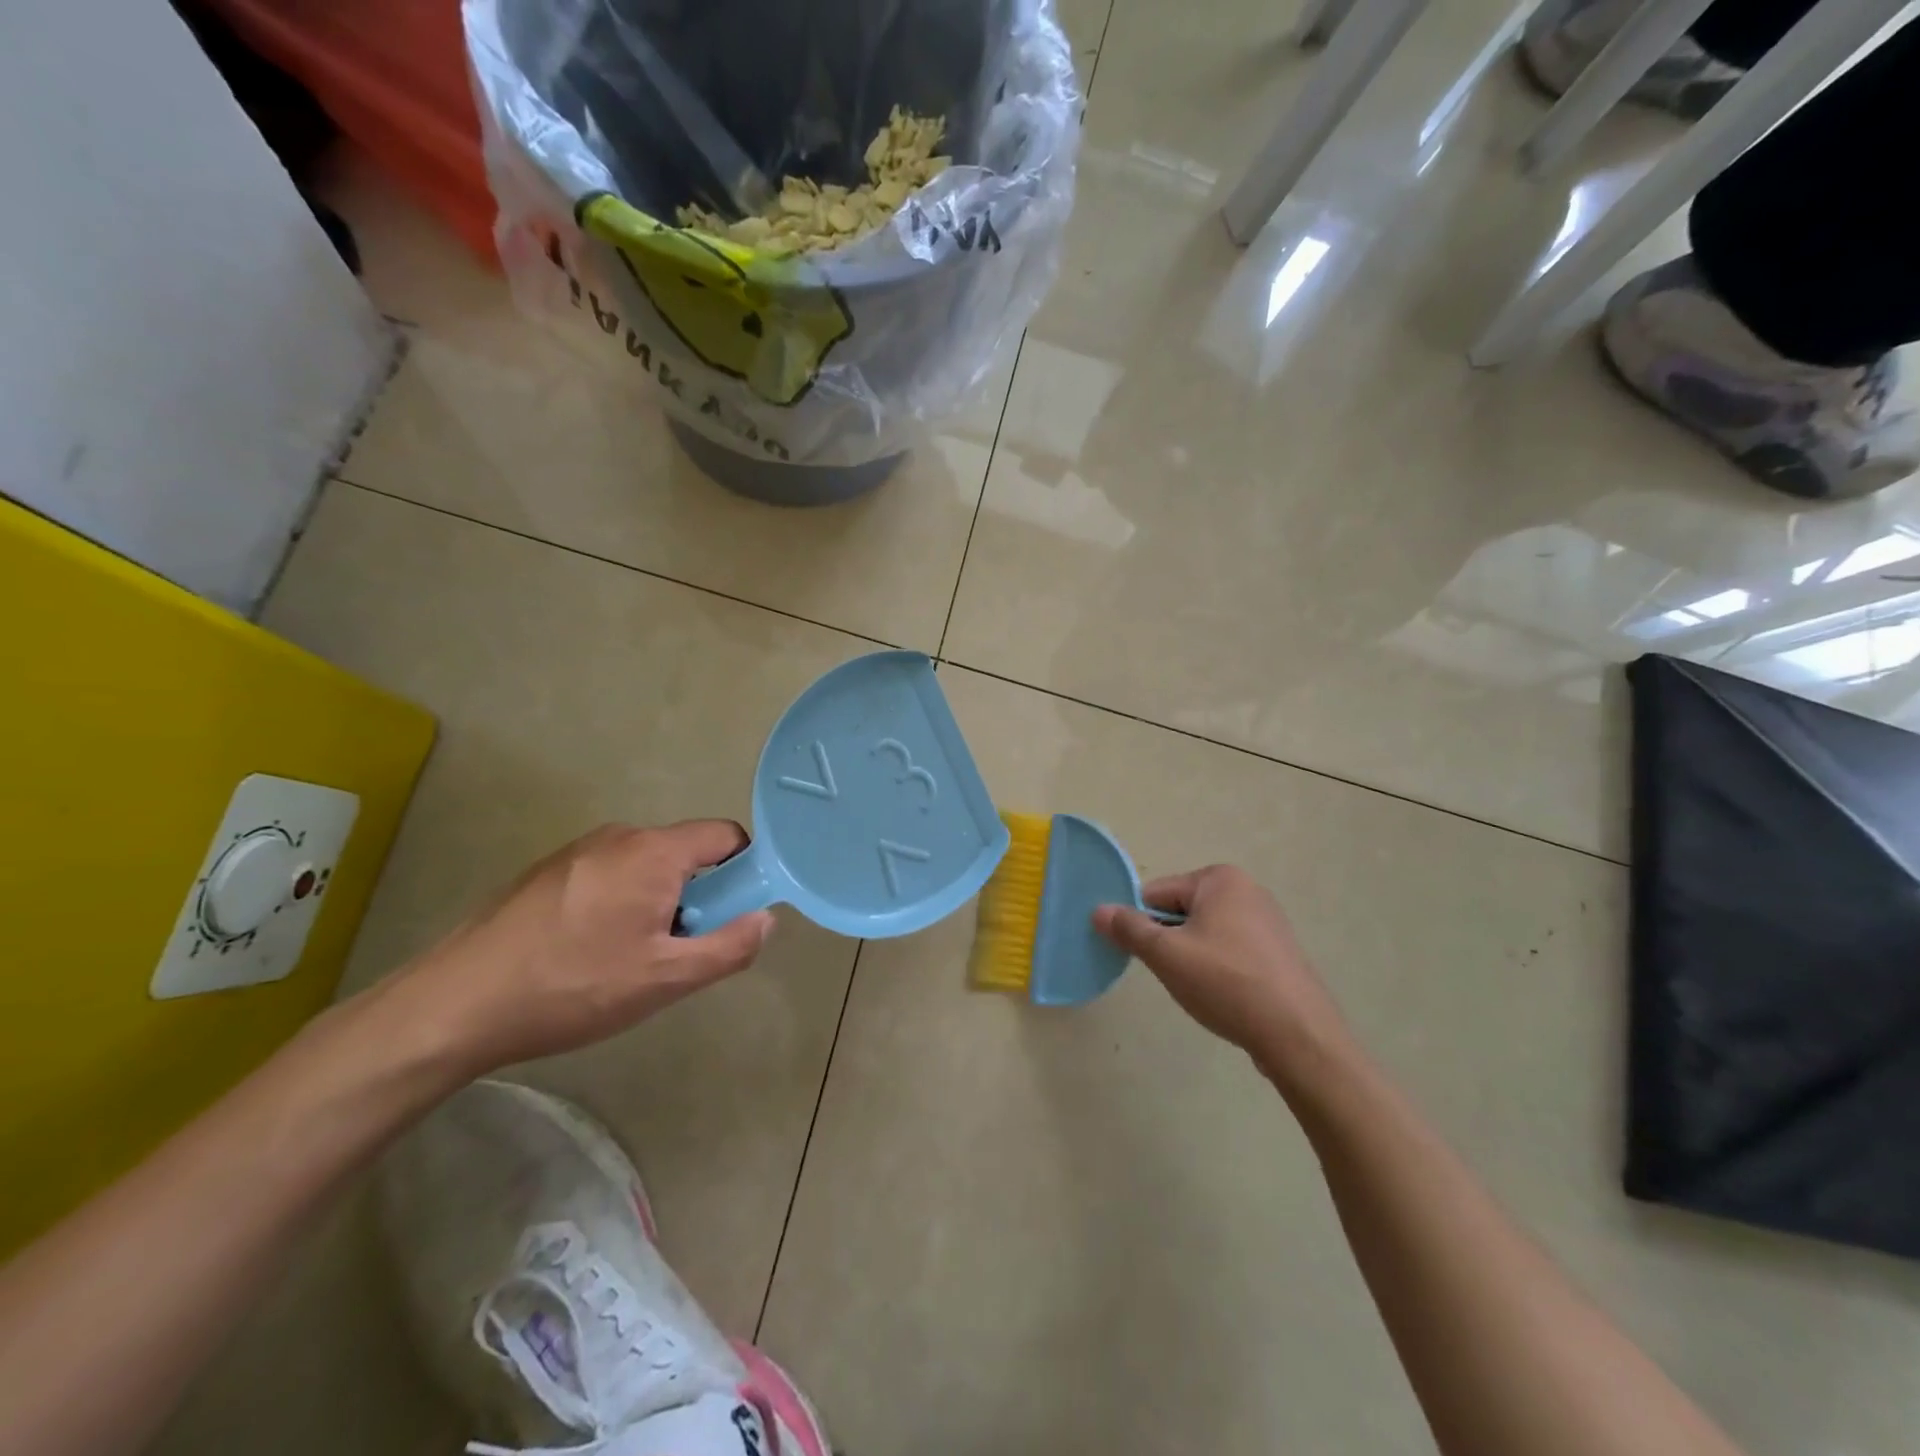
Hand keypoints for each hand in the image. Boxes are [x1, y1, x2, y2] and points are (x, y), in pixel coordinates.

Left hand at [384, 821, 773, 1074]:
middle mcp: (620, 836)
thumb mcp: (665, 979)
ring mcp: (579, 850)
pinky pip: (610, 875)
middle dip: (698, 896)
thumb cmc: (573, 987)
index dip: (744, 872)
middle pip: (686, 853)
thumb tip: (766, 919)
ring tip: (628, 959)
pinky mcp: (548, 870)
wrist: (453, 1005)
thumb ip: (729, 947)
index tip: (731, 917)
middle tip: (676, 950)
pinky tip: (588, 953)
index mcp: (655, 852)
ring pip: (647, 867)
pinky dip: (620, 904)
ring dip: (658, 903)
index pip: (727, 836)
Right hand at [1094, 865, 1349, 1079]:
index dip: (1142, 924)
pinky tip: (1224, 995)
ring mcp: (1267, 921)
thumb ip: (1129, 929)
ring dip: (1192, 957)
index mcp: (1219, 879)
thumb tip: (1099, 910)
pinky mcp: (1279, 952)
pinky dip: (1218, 968)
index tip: (1142, 955)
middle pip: (1181, 911)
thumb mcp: (1167, 955)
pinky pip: (1230, 950)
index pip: (1156, 893)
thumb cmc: (1226, 983)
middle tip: (1173, 974)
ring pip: (1205, 933)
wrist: (1298, 1035)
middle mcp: (1246, 889)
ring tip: (1200, 988)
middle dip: (1169, 941)